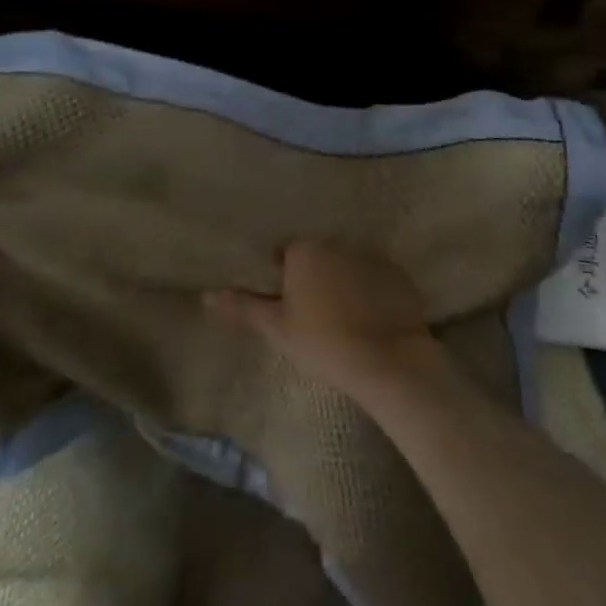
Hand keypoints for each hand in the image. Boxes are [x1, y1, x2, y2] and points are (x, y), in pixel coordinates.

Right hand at [206, 241, 446, 400]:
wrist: (387, 362)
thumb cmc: (322, 343)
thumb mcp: (277, 329)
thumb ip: (243, 307)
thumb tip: (207, 295)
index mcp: (305, 251)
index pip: (287, 255)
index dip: (285, 279)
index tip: (288, 306)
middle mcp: (338, 243)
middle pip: (319, 257)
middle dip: (315, 277)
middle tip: (314, 314)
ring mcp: (372, 256)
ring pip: (347, 266)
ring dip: (343, 283)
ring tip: (344, 319)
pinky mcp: (398, 274)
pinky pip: (377, 278)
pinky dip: (372, 292)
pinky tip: (372, 319)